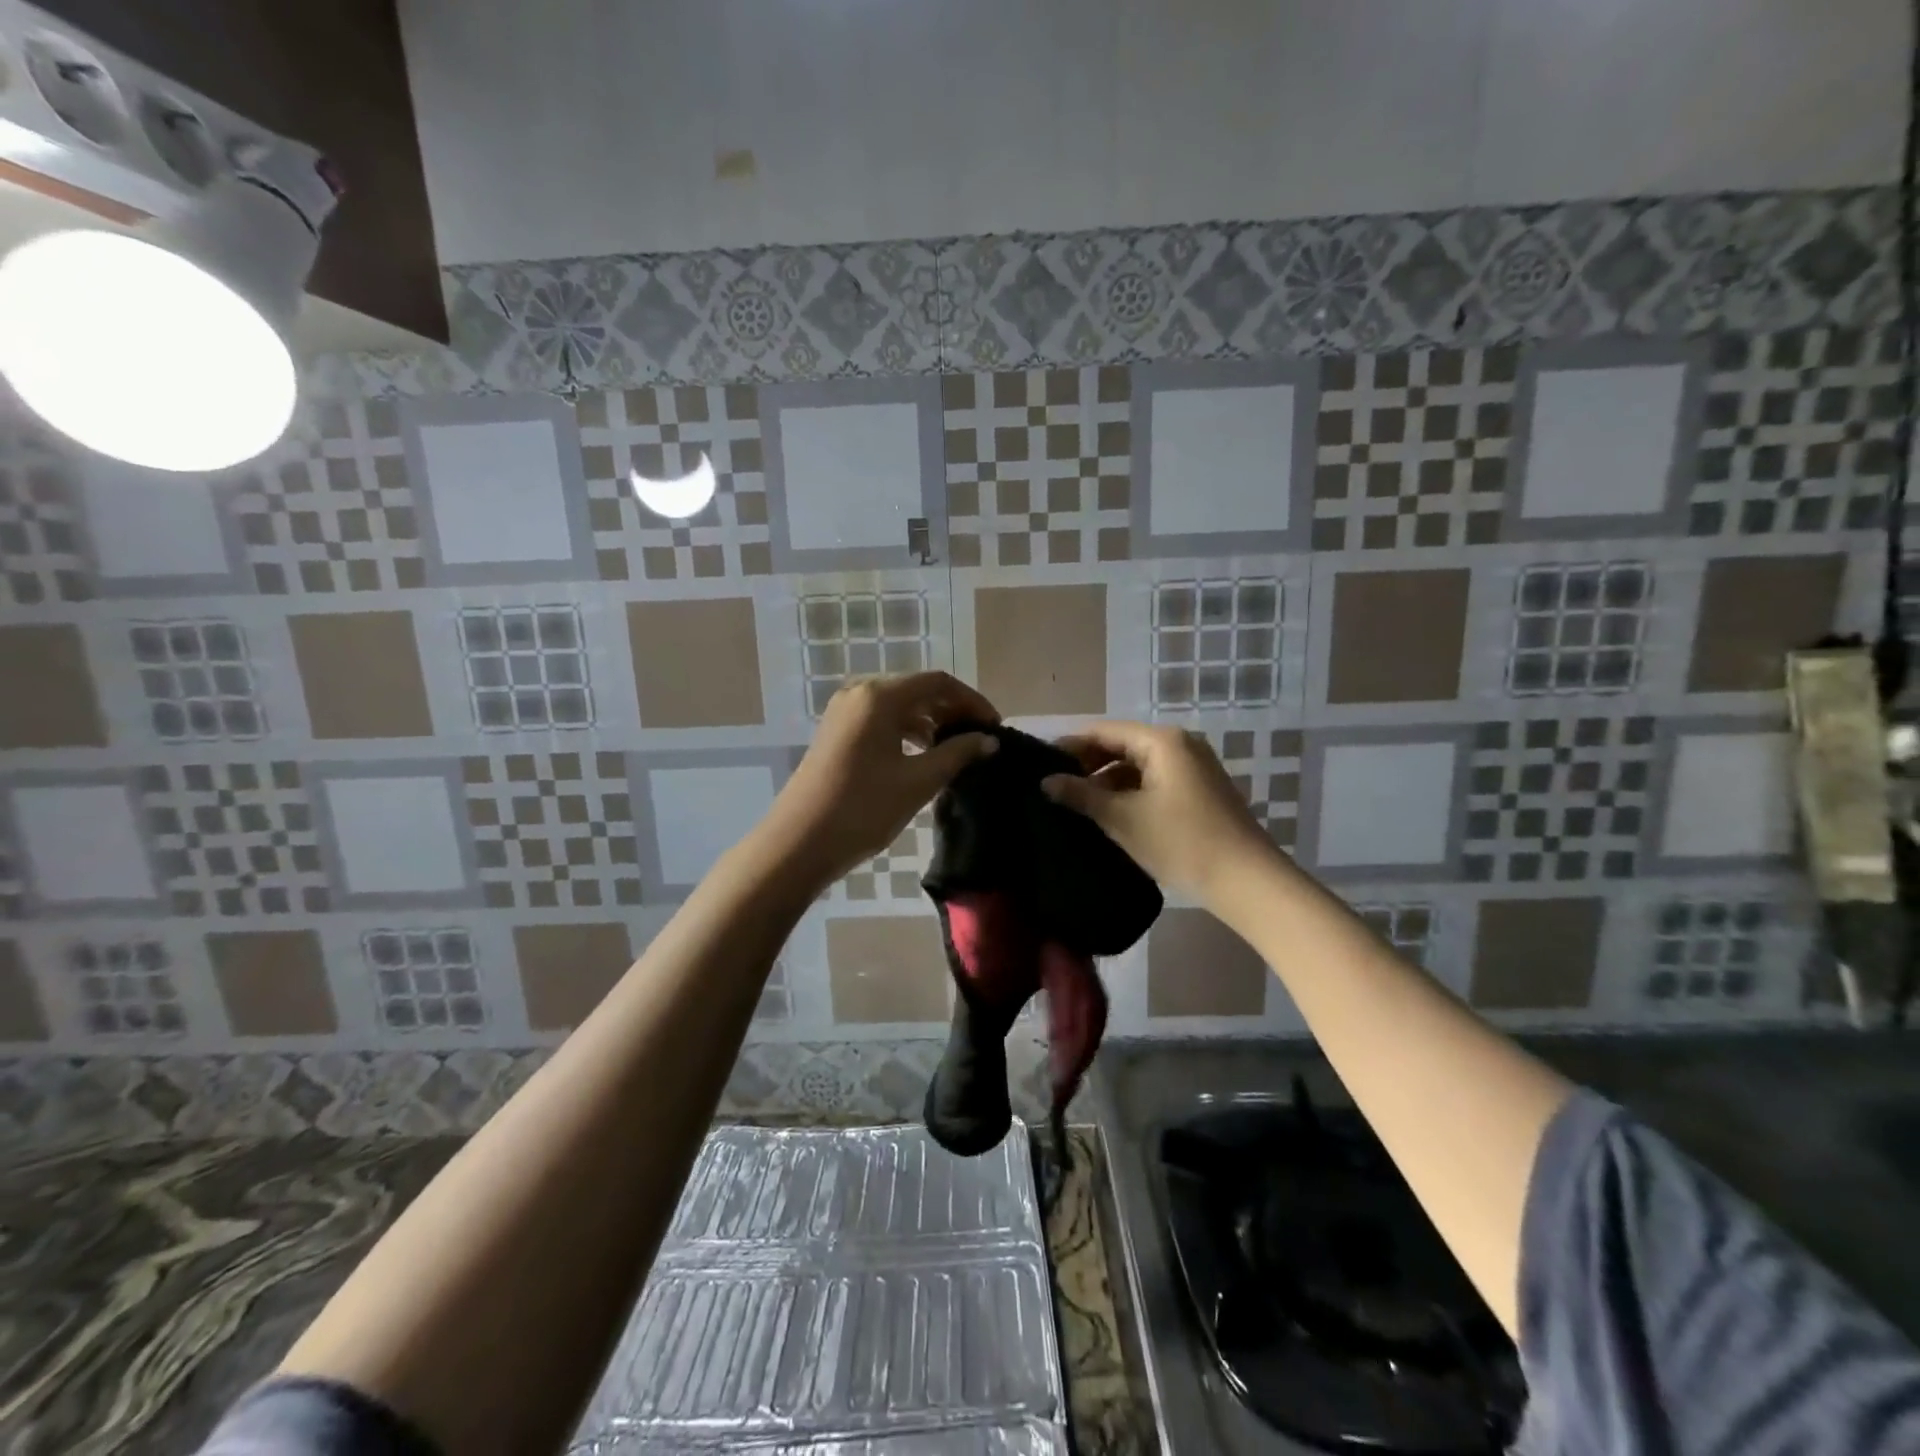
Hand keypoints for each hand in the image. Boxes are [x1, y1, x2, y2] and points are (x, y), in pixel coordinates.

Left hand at [767, 673, 998, 885]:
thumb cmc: (863, 808)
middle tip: (980, 739)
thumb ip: (957, 754)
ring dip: (931, 722)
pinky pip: (881, 721)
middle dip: (952, 711)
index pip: (938, 683)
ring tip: (957, 750)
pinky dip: (907, 732)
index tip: (996, 727)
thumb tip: (989, 741)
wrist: (799, 843)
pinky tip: (924, 755)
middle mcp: (860, 693)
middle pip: (918, 690)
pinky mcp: (837, 733)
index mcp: (879, 696)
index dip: (972, 701)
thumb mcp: (917, 781)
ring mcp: (844, 712)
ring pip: (899, 706)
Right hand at [1042, 721, 1276, 900]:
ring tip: (1076, 804)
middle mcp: (1180, 744)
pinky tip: (1110, 814)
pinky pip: (1154, 780)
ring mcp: (1194, 767)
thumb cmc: (1181, 842)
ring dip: (1108, 781)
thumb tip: (1046, 782)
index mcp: (1161, 741)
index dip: (1069, 746)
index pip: (1103, 731)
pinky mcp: (1200, 790)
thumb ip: (1081, 796)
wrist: (1246, 880)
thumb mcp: (1123, 819)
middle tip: (1054, 787)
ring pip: (1138, 765)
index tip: (1040, 764)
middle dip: (1088, 764)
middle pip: (1122, 745)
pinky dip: (1129, 792)